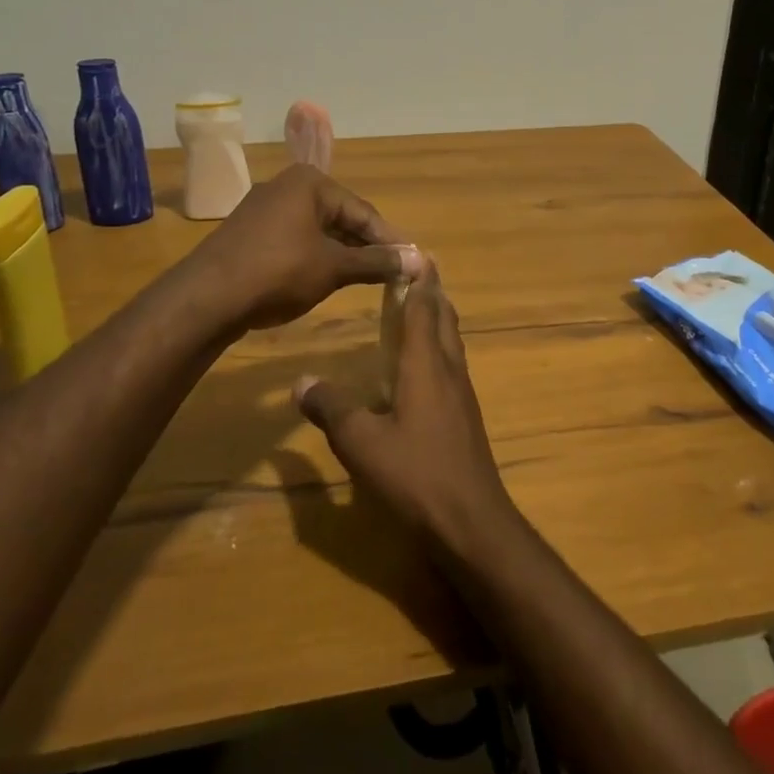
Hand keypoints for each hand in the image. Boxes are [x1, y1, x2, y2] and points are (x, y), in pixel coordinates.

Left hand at [186, 164, 420, 330]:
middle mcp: (287, 187)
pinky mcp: (251, 234)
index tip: (413, 263)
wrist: (206, 298)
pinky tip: (327, 280)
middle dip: (366, 246)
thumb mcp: (334, 267)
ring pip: (318, 230)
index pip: (364, 211)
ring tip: (367, 279)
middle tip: (393, 273)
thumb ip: (377, 262)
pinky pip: (296, 240)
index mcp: (310, 183)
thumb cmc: (278, 272)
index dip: (390, 240)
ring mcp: (265, 210)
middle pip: (341, 217)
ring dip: (343, 254)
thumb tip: (421, 261)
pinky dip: (316, 257)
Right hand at [295, 264, 520, 555]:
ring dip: (437, 319)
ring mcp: (462, 394)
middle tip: (415, 271)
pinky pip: (452, 366)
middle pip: (444, 319)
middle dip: (432, 292)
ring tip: (418, 308)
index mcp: (426, 365)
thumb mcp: (361, 443)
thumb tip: (301, 381)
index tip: (415, 253)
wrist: (471, 520)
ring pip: (451, 342)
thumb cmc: (416, 474)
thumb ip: (331, 409)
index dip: (419, 280)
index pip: (424, 308)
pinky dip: (438, 348)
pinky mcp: (465, 417)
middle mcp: (449, 370)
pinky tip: (422, 366)